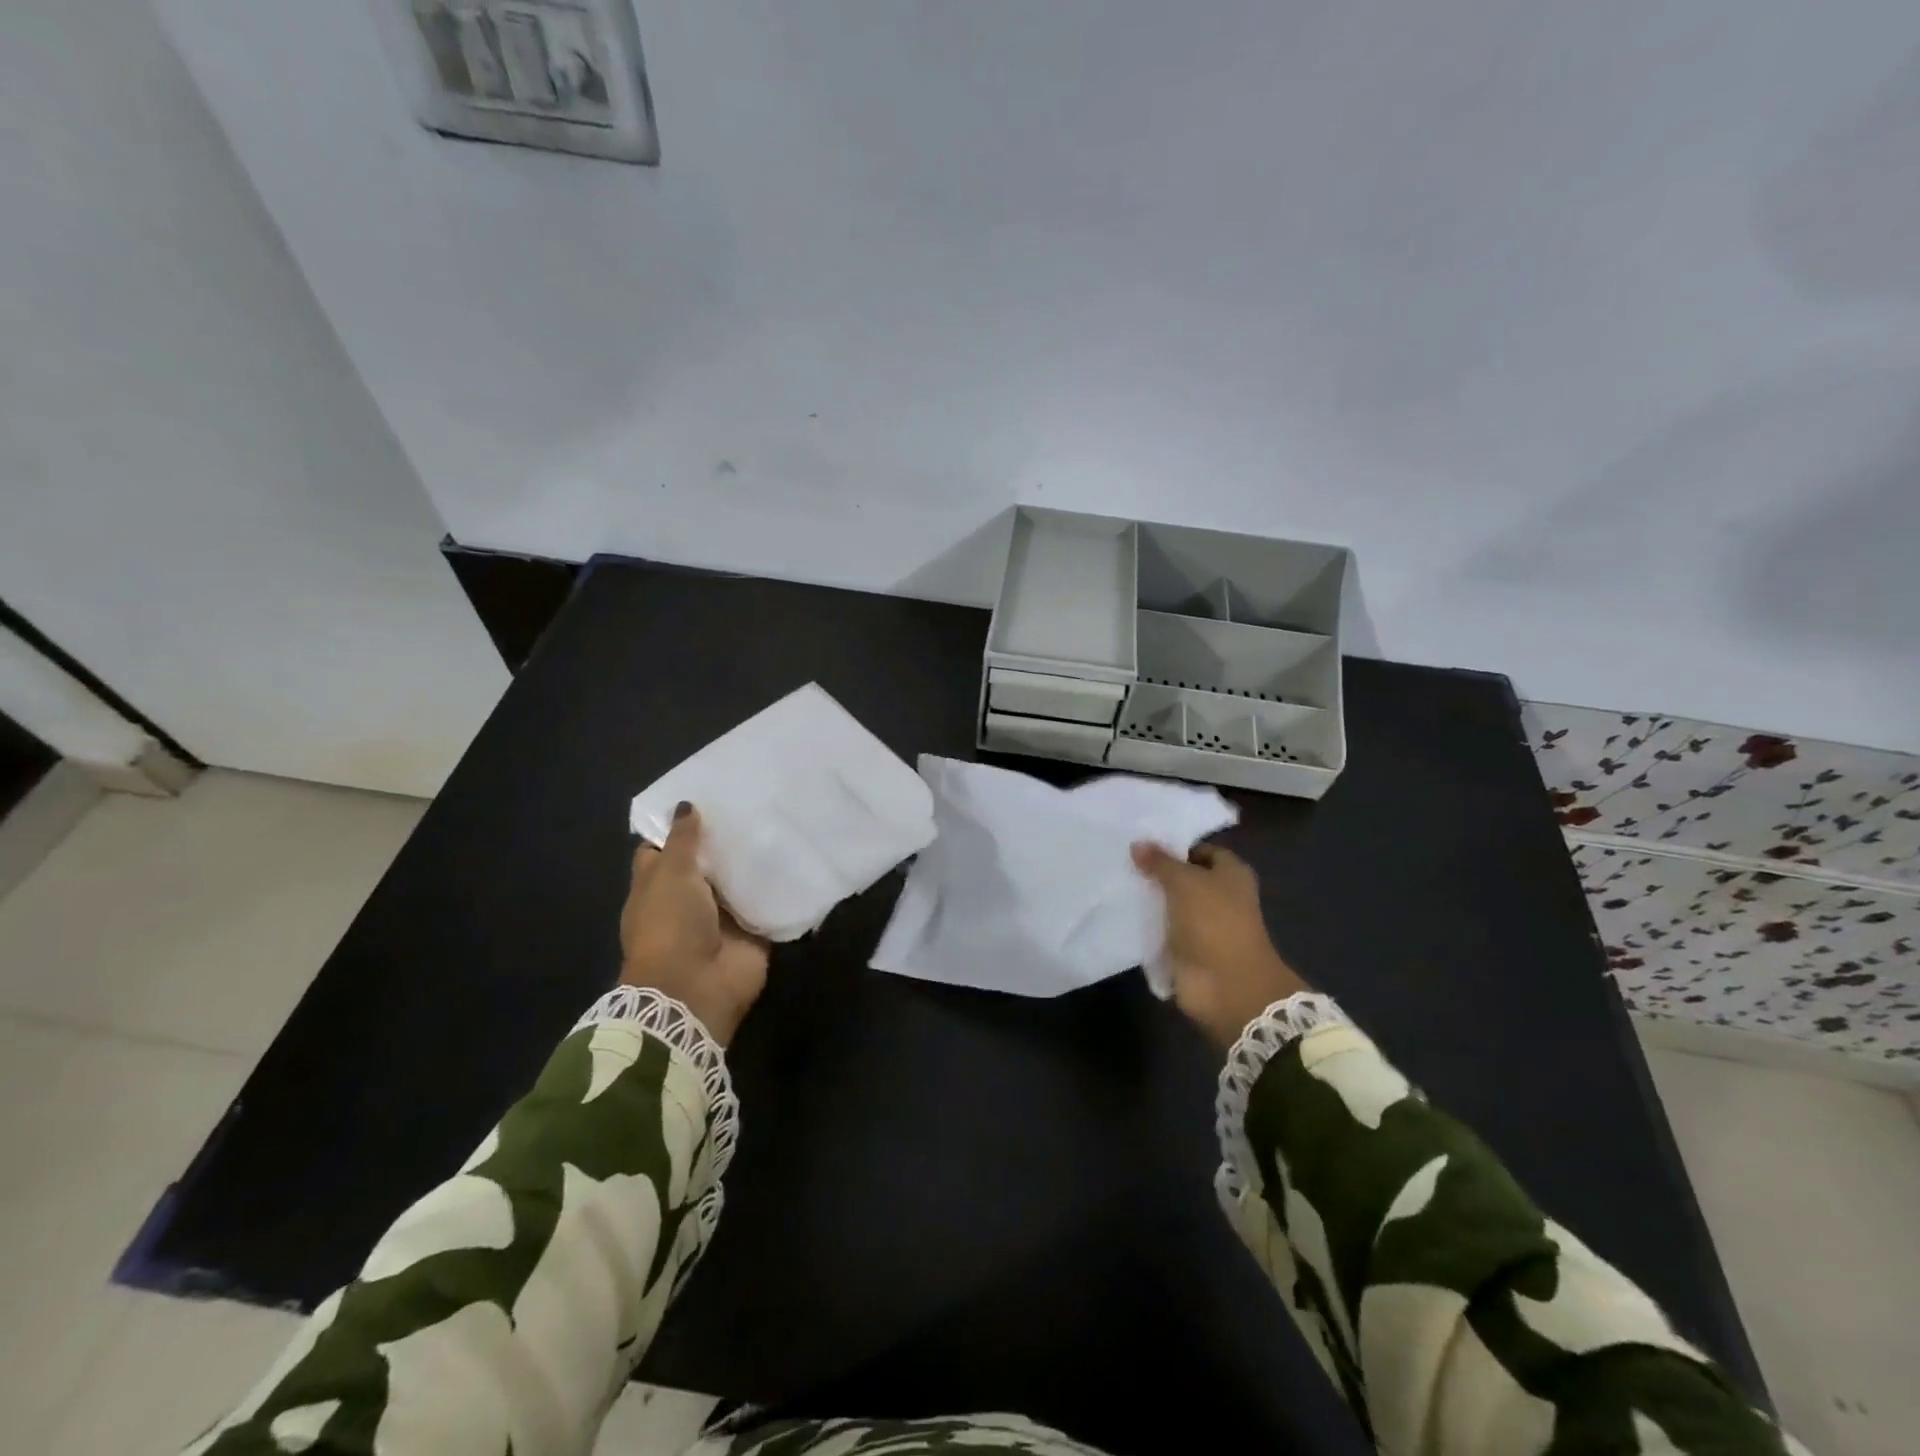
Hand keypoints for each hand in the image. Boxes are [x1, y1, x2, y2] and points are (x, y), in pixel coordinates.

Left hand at [620, 804, 769, 1045]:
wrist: (696, 988)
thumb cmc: (671, 925)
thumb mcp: (670, 873)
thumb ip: (682, 840)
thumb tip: (686, 805)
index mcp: (658, 887)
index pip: (664, 850)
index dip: (678, 827)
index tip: (706, 799)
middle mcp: (688, 900)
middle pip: (707, 863)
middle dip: (725, 839)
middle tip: (754, 803)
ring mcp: (721, 918)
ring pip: (739, 882)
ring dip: (755, 861)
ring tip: (781, 823)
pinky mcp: (751, 932)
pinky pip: (767, 904)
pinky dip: (780, 888)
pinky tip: (799, 858)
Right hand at [1131, 840, 1308, 1049]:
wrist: (1227, 986)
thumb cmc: (1214, 922)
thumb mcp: (1185, 882)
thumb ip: (1161, 862)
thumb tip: (1138, 843)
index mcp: (1231, 874)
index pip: (1201, 851)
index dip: (1175, 846)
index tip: (1143, 844)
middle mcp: (1221, 897)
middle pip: (1184, 878)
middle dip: (1157, 873)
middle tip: (1122, 861)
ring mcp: (1203, 926)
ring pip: (1171, 905)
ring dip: (1150, 900)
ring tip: (1116, 883)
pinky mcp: (1187, 950)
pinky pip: (1163, 931)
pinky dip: (1147, 926)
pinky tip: (1121, 914)